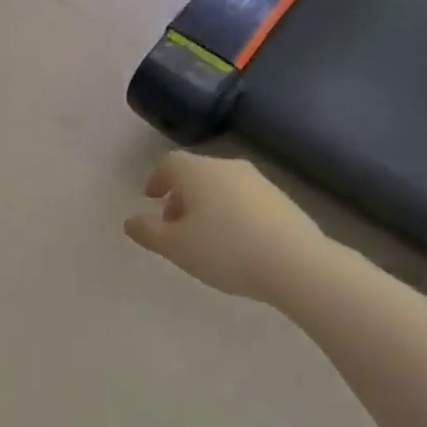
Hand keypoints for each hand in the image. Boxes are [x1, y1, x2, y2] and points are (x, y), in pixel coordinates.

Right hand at [124, 151, 327, 302]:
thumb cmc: (224, 250)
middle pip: (195, 173)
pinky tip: (236, 243)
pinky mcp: (281, 199)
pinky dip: (232, 212)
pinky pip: (244, 199)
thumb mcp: (176, 247)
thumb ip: (148, 232)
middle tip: (174, 226)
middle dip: (181, 196)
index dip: (156, 179)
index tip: (151, 200)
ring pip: (221, 185)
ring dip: (207, 205)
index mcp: (197, 171)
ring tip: (205, 238)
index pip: (169, 163)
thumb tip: (130, 221)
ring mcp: (258, 180)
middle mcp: (227, 166)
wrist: (296, 262)